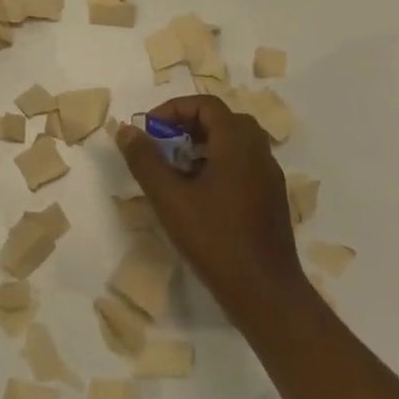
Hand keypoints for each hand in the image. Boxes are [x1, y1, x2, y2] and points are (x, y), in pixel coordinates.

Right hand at [116, 96, 307, 322]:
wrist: (266, 293)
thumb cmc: (215, 239)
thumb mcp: (170, 198)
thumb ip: (145, 160)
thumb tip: (126, 130)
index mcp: (237, 141)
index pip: (205, 105)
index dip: (173, 110)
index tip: (149, 131)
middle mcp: (258, 150)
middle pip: (221, 120)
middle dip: (187, 126)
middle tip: (162, 145)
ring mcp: (269, 175)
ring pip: (233, 143)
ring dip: (202, 146)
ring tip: (175, 170)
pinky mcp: (271, 198)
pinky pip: (243, 165)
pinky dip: (218, 165)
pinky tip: (198, 195)